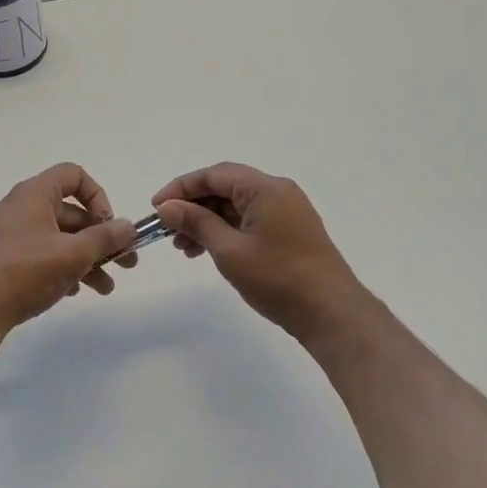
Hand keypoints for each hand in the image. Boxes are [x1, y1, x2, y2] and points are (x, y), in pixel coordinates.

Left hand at [0, 163, 140, 334]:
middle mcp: (21, 208)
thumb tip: (127, 226)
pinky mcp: (4, 258)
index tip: (108, 225)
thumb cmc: (26, 271)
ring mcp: (10, 234)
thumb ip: (105, 238)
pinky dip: (62, 267)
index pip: (73, 175)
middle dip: (101, 238)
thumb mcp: (73, 254)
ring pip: (58, 238)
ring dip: (87, 259)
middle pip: (70, 213)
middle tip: (126, 263)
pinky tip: (74, 291)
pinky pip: (41, 254)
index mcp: (34, 195)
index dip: (97, 196)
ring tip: (105, 288)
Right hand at [153, 162, 369, 349]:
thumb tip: (167, 206)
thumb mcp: (229, 251)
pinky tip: (207, 250)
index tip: (156, 208)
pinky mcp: (288, 230)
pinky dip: (224, 230)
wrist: (330, 312)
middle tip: (167, 229)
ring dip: (206, 220)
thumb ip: (196, 223)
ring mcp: (285, 211)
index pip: (214, 175)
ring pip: (235, 205)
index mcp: (265, 188)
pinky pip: (248, 219)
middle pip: (224, 187)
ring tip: (183, 247)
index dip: (180, 188)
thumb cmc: (278, 278)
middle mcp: (277, 191)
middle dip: (192, 206)